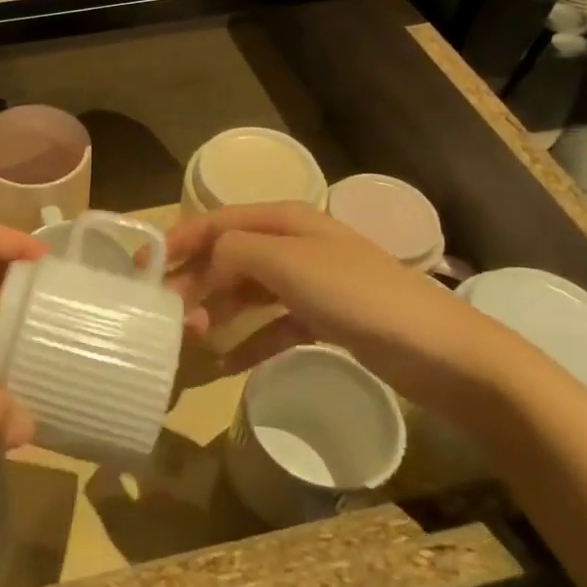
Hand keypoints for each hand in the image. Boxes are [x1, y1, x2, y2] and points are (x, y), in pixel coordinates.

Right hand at [165, 201, 533, 417]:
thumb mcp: (289, 263)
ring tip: (193, 341)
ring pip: (247, 292)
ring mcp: (309, 282)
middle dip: (196, 282)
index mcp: (285, 220)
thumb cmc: (358, 296)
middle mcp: (294, 244)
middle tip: (169, 317)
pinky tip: (226, 366)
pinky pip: (272, 326)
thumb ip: (234, 252)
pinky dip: (249, 342)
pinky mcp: (323, 319)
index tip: (145, 269)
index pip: (217, 221)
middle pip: (229, 257)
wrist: (441, 351)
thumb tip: (202, 265)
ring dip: (218, 312)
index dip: (180, 240)